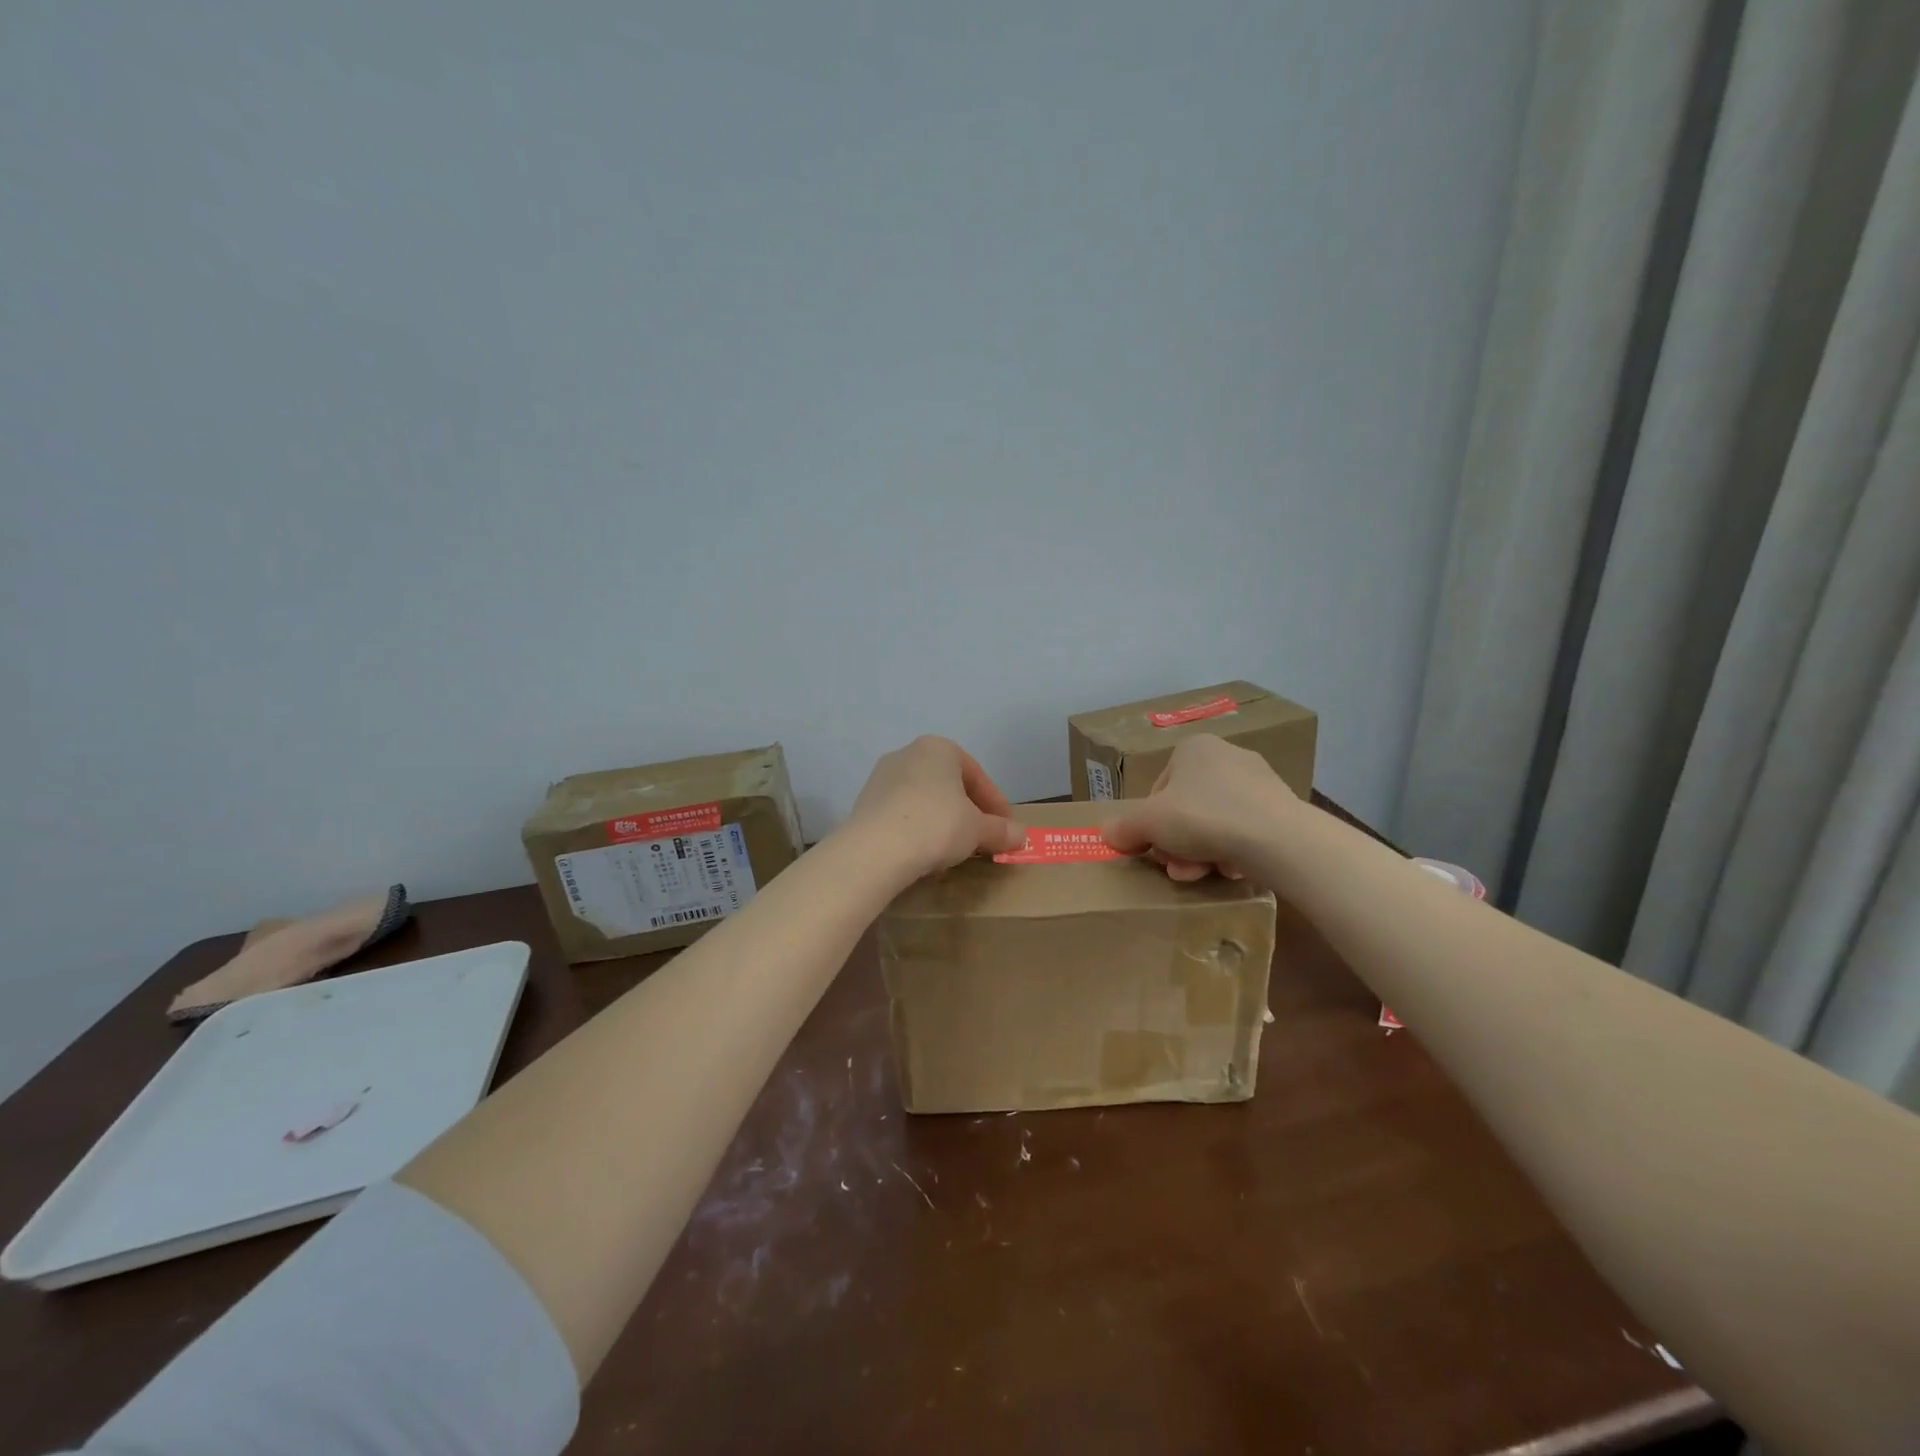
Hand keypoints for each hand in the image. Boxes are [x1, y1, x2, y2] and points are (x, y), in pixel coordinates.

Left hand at [845, 736, 1025, 878]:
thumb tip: (1022, 835)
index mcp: (939, 748)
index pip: (977, 776)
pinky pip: (902, 813)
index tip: (1007, 829)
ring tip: (954, 848)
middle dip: (968, 811)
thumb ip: (1000, 830)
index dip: (996, 804)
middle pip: (949, 785)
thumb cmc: (937, 825)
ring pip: (924, 798)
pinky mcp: (865, 803)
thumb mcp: (977, 830)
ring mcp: (882, 777)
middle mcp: (907, 753)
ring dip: (942, 820)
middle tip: (983, 837)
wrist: (876, 849)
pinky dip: (918, 828)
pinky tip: (925, 851)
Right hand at [1103, 734, 1300, 880]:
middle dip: (1178, 842)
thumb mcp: (1149, 823)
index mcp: (1194, 748)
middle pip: (1188, 807)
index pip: (1160, 788)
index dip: (1151, 822)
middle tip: (1176, 868)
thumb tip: (1107, 833)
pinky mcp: (1282, 809)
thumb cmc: (1203, 817)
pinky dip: (1233, 850)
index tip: (1153, 847)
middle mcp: (1228, 756)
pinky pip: (1245, 831)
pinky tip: (1232, 870)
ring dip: (1202, 851)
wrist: (1278, 839)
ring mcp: (1259, 782)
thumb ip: (1124, 828)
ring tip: (1202, 874)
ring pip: (1216, 822)